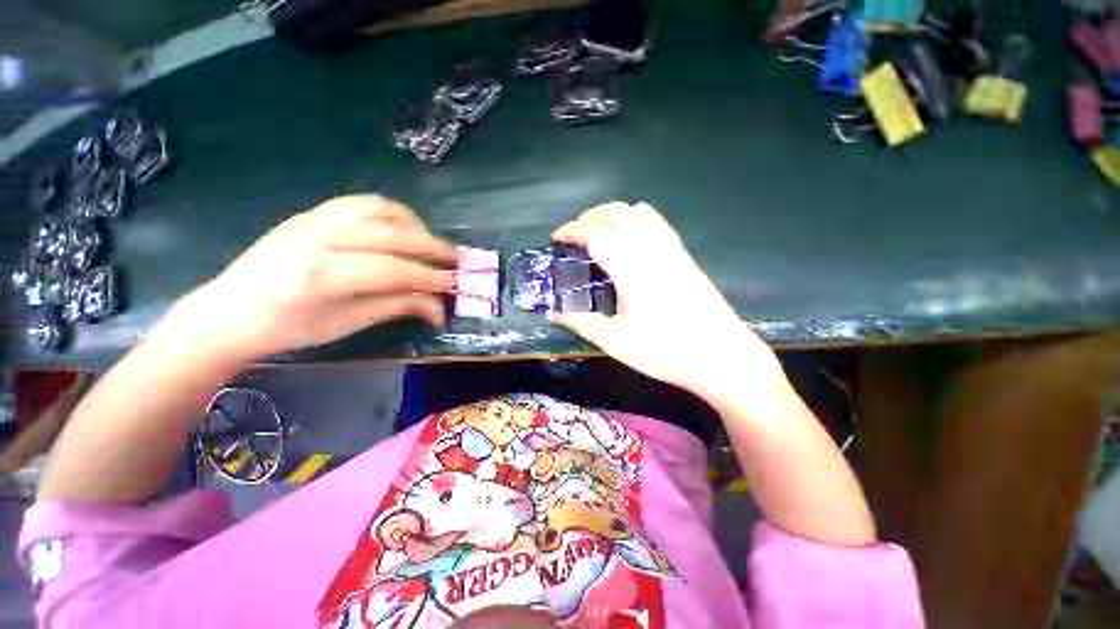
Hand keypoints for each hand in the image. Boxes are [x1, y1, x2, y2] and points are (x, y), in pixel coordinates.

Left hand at [170, 195, 455, 360]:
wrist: (230, 311)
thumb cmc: (291, 328)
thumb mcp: (350, 323)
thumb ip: (399, 306)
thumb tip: (439, 307)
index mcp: (323, 272)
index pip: (393, 269)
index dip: (429, 277)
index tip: (455, 283)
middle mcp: (320, 235)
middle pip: (392, 234)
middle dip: (432, 246)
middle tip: (457, 259)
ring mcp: (314, 218)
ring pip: (380, 210)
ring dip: (415, 225)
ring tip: (432, 243)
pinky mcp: (312, 212)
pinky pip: (362, 203)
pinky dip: (392, 213)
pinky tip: (404, 228)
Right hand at [549, 202, 781, 401]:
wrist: (722, 357)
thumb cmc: (665, 352)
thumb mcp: (616, 342)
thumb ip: (582, 323)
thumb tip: (552, 315)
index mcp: (632, 268)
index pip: (596, 235)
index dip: (572, 231)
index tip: (556, 237)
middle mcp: (652, 250)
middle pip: (618, 214)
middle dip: (591, 217)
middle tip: (575, 235)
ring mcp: (672, 250)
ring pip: (640, 213)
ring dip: (615, 215)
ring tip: (600, 233)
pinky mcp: (685, 257)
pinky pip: (658, 224)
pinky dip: (637, 220)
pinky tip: (631, 241)